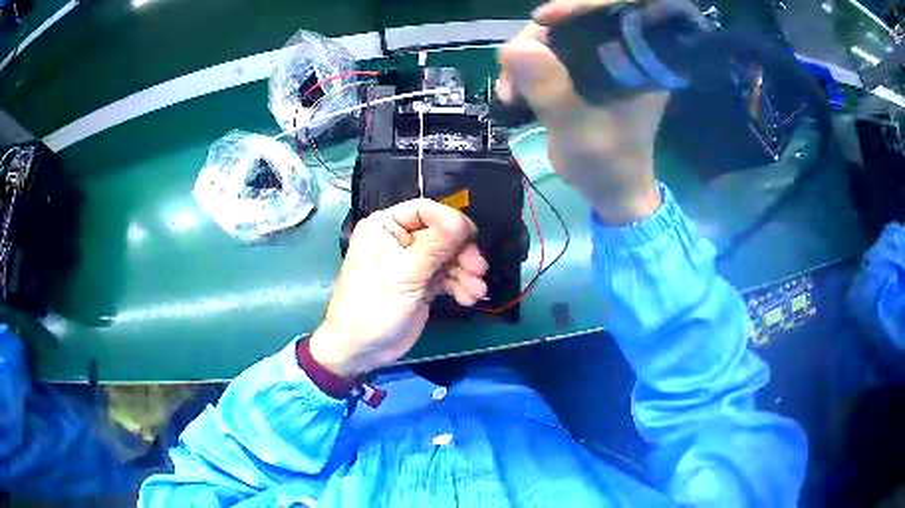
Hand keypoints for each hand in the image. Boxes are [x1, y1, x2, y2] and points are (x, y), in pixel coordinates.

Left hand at [309, 199, 487, 377]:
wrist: (361, 349)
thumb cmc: (373, 304)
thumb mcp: (405, 273)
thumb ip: (436, 245)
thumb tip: (463, 221)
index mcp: (385, 227)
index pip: (425, 210)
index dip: (450, 221)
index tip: (471, 237)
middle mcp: (400, 240)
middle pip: (442, 234)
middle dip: (462, 252)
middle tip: (478, 269)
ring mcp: (413, 263)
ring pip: (449, 257)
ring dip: (466, 272)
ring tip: (476, 291)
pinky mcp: (422, 284)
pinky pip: (448, 277)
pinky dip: (460, 286)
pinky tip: (469, 298)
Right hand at [497, 0, 668, 224]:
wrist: (611, 190)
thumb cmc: (605, 166)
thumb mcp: (576, 130)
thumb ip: (549, 89)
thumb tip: (513, 48)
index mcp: (637, 65)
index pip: (609, 15)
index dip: (575, 8)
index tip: (541, 20)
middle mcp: (623, 56)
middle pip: (575, 23)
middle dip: (536, 40)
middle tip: (511, 72)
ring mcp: (603, 63)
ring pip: (556, 37)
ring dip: (524, 57)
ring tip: (509, 92)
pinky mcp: (586, 72)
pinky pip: (550, 54)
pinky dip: (527, 67)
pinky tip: (515, 89)